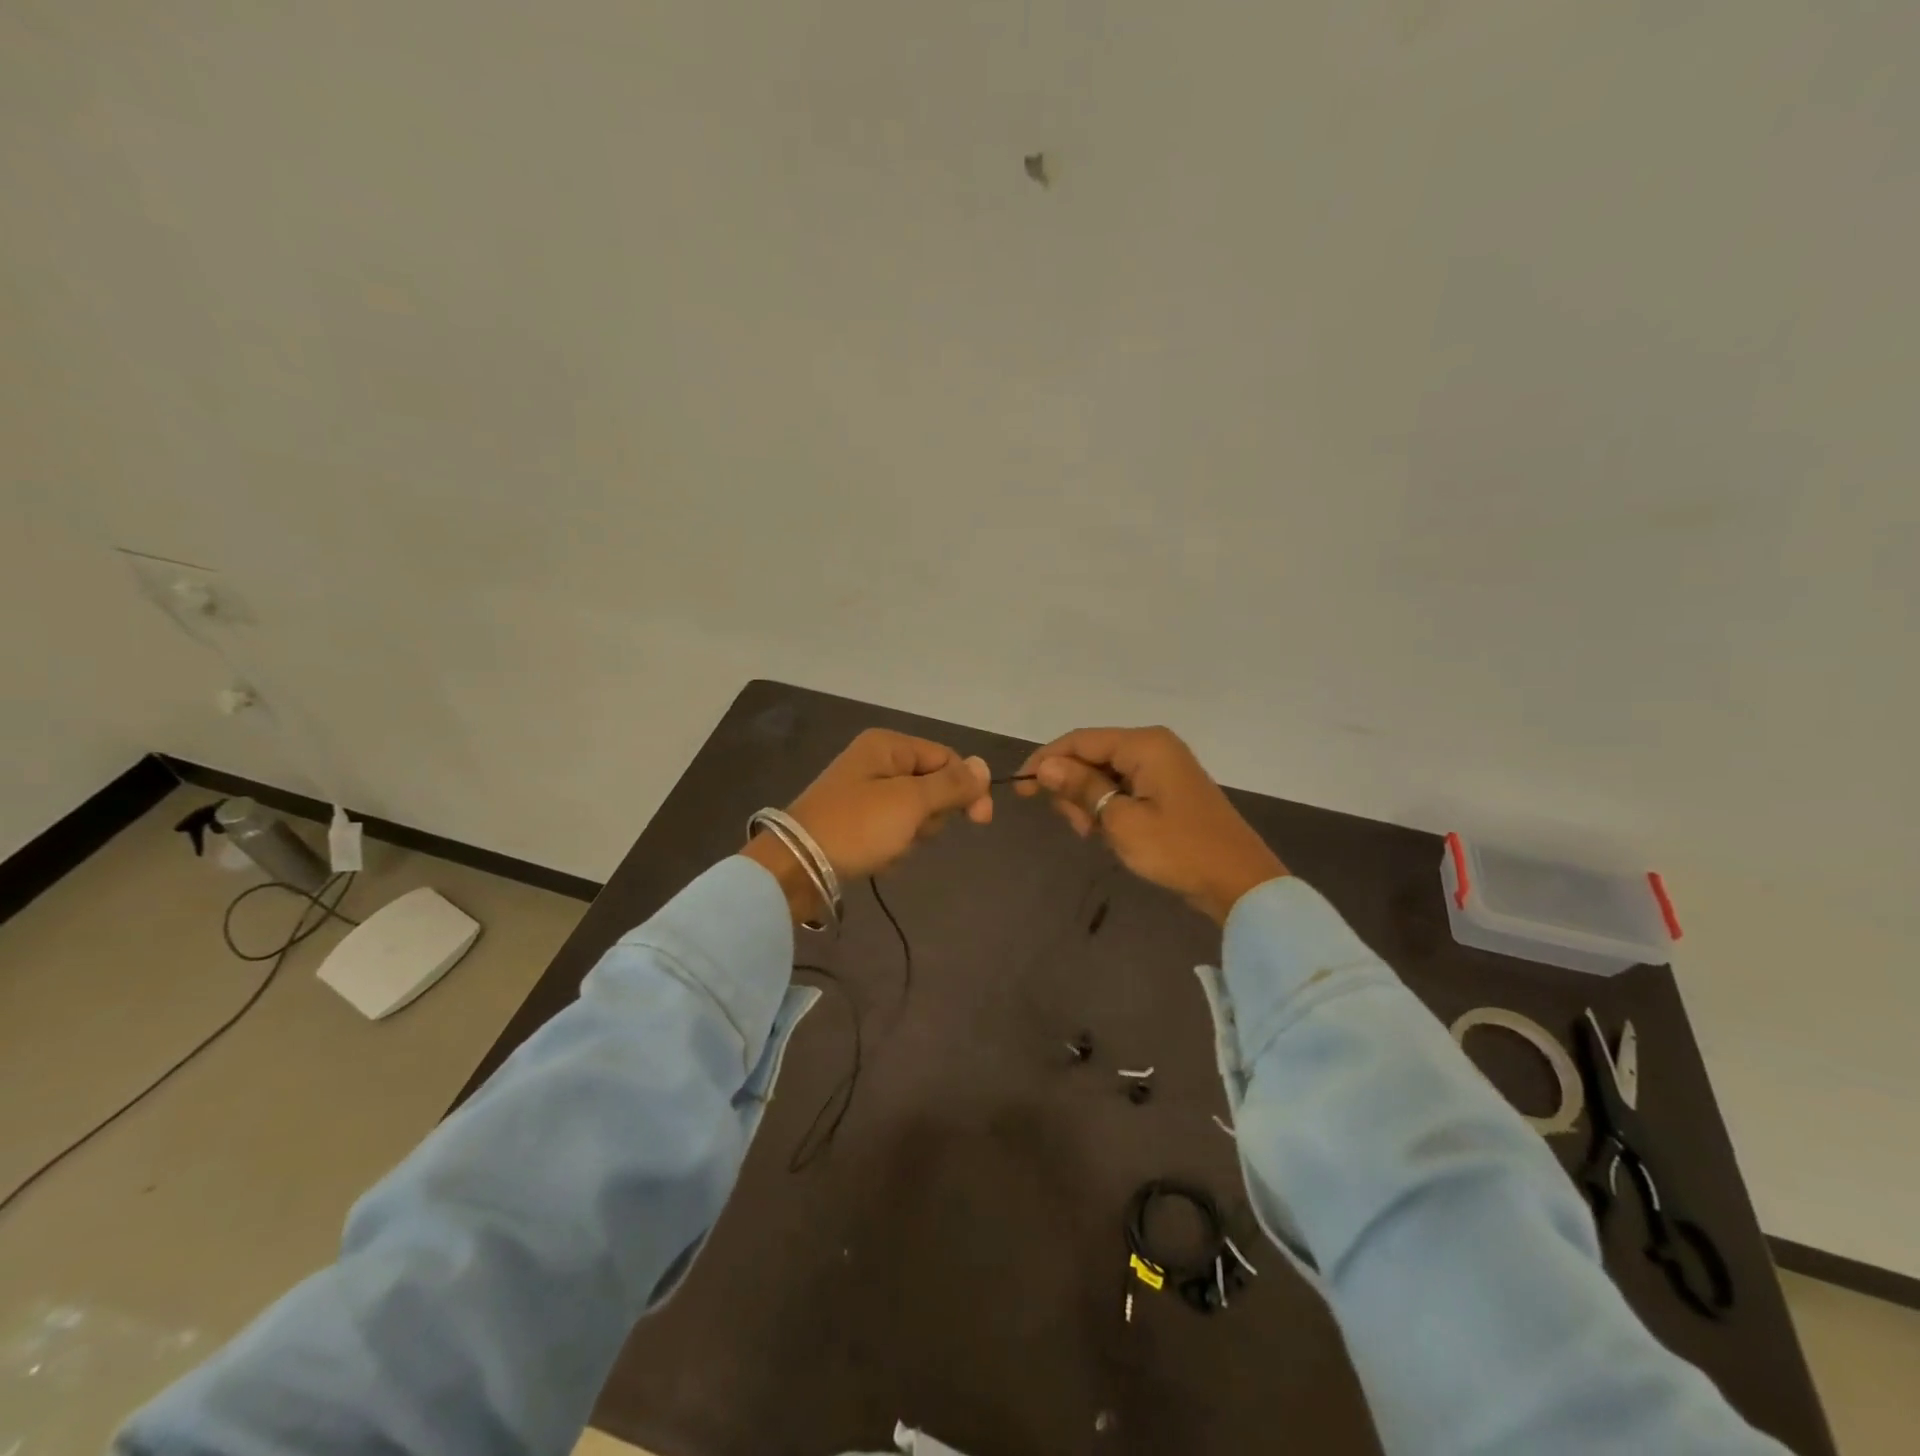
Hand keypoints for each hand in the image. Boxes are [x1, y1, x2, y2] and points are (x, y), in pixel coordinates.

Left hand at [743, 728, 991, 920]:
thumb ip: (951, 784)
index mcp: (888, 745)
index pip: (946, 758)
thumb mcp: (911, 802)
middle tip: (910, 829)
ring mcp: (864, 791)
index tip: (981, 821)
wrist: (796, 867)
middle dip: (930, 815)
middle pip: (932, 786)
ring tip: (888, 846)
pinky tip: (877, 857)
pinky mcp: (856, 820)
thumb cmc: (857, 827)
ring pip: (915, 812)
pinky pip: (893, 829)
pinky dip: (893, 845)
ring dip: (911, 834)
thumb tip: (984, 765)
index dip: (967, 787)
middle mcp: (876, 761)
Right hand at [1017, 726, 1286, 923]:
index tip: (1020, 789)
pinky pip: (1125, 788)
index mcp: (1144, 744)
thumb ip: (1081, 788)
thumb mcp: (1121, 821)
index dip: (1046, 760)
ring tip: (1094, 835)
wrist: (1239, 883)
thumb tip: (1045, 766)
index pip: (1080, 740)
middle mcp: (1154, 746)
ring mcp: (1163, 768)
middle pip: (1092, 755)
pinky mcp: (1168, 790)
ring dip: (1090, 801)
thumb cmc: (1178, 849)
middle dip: (1072, 786)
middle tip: (1076, 826)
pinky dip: (1109, 807)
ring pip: (1106, 774)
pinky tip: (1109, 833)